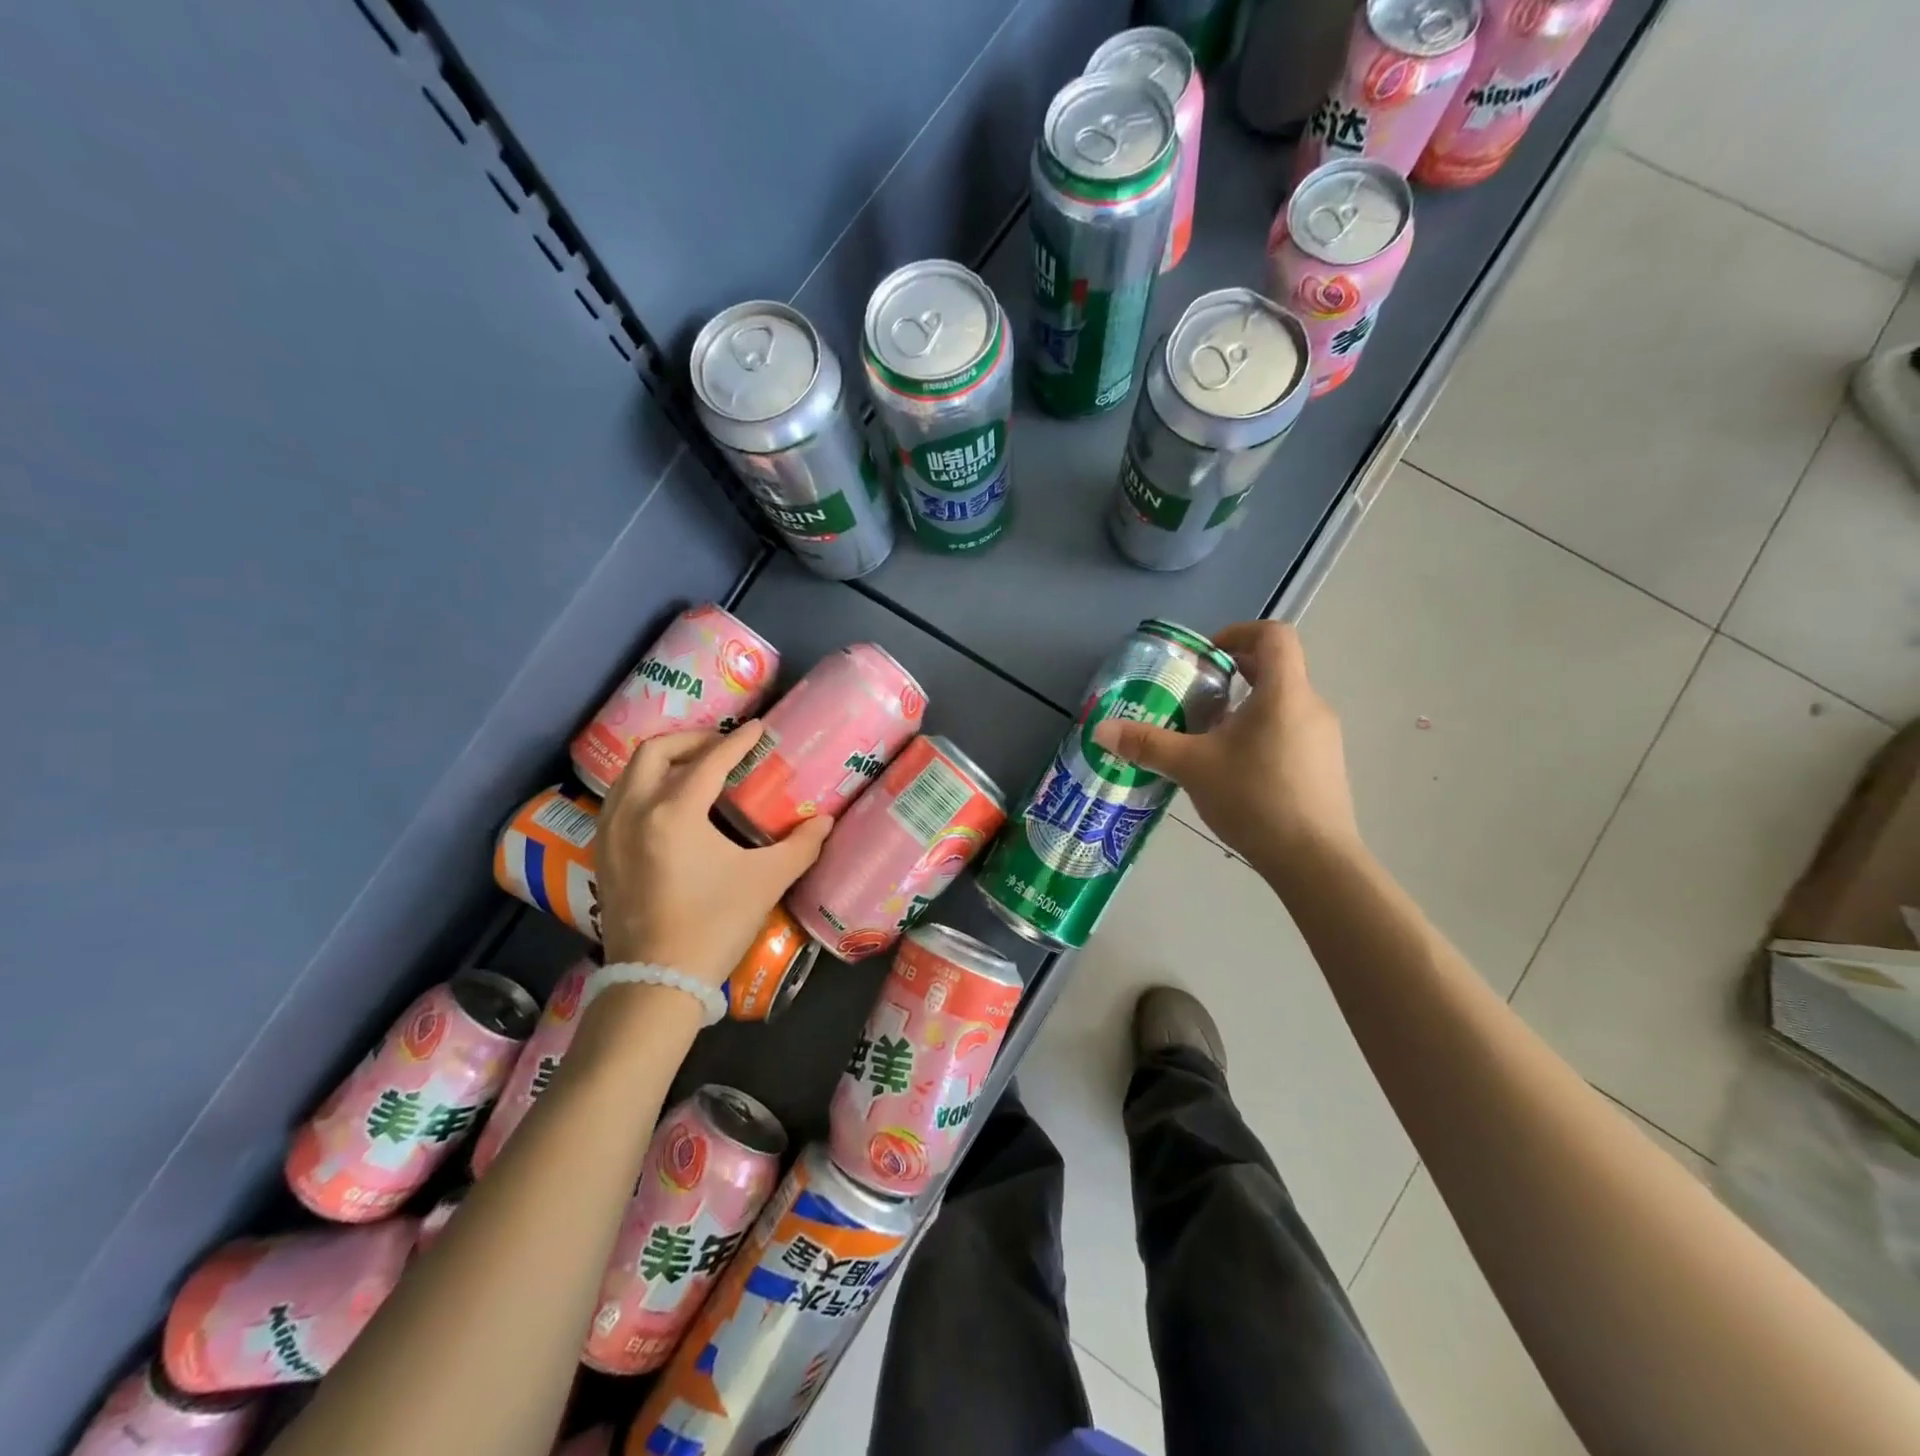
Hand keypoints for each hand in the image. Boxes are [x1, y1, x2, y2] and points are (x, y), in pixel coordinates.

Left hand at [594, 724, 832, 985]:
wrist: (657, 982)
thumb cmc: (714, 925)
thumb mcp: (766, 881)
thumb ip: (800, 845)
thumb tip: (825, 821)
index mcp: (674, 812)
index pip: (710, 760)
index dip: (738, 740)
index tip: (759, 727)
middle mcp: (634, 811)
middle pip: (656, 752)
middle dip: (692, 740)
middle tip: (722, 745)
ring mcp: (610, 832)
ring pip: (630, 774)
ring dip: (664, 760)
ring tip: (695, 768)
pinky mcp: (602, 854)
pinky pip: (618, 799)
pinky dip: (643, 786)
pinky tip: (667, 804)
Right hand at [1091, 621, 1360, 873]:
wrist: (1314, 860)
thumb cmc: (1254, 798)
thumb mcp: (1192, 767)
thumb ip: (1147, 744)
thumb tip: (1100, 730)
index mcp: (1284, 692)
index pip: (1273, 635)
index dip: (1238, 633)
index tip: (1206, 656)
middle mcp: (1311, 705)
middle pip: (1276, 669)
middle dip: (1234, 675)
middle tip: (1196, 697)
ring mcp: (1324, 738)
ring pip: (1282, 704)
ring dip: (1246, 708)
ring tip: (1209, 739)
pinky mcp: (1326, 767)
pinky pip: (1291, 732)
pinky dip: (1262, 734)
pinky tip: (1236, 771)